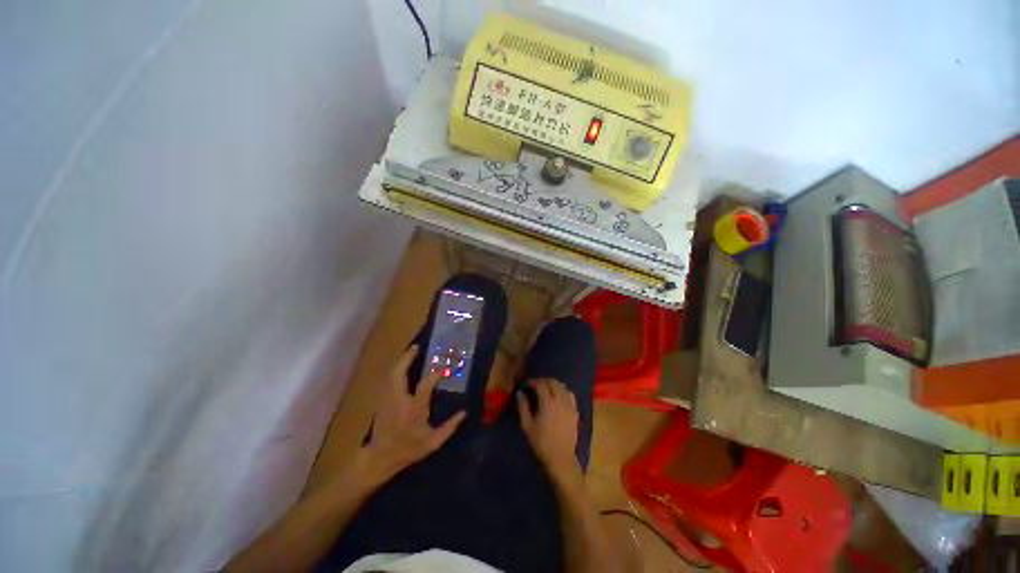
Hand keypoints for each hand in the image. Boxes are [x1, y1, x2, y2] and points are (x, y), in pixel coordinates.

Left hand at [357, 345, 464, 484]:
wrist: (380, 458)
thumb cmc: (408, 449)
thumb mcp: (433, 442)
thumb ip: (450, 427)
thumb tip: (464, 413)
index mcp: (414, 409)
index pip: (425, 385)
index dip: (435, 374)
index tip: (444, 367)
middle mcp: (399, 400)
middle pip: (399, 373)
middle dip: (407, 358)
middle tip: (416, 347)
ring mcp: (387, 399)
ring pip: (392, 374)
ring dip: (401, 361)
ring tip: (411, 352)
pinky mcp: (382, 400)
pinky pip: (389, 379)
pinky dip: (396, 369)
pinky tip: (403, 366)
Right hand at [517, 378, 579, 477]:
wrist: (560, 458)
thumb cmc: (541, 443)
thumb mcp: (527, 425)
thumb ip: (523, 407)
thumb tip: (520, 393)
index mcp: (548, 403)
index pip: (541, 385)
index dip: (533, 382)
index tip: (527, 384)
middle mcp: (560, 400)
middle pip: (553, 382)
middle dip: (543, 380)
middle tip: (535, 384)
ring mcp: (570, 405)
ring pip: (562, 386)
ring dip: (553, 384)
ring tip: (546, 388)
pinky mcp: (575, 411)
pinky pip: (570, 394)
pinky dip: (563, 390)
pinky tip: (558, 396)